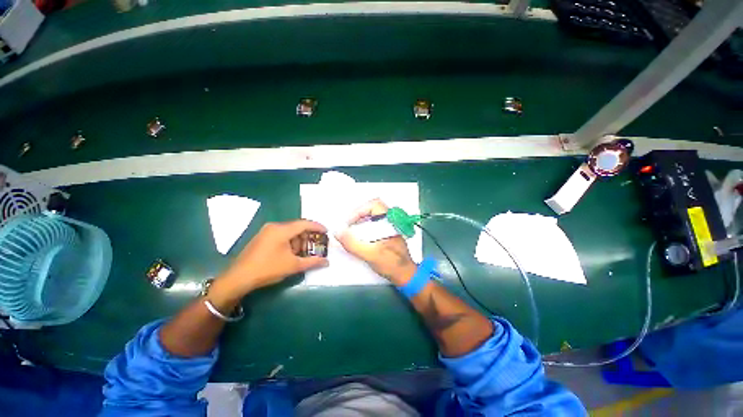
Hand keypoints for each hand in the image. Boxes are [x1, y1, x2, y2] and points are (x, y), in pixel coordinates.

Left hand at [218, 220, 328, 295]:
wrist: (238, 278)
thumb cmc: (267, 269)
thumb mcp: (293, 266)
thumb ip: (312, 262)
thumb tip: (327, 262)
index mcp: (282, 230)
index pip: (305, 224)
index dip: (317, 227)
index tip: (327, 232)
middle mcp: (274, 226)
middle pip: (297, 227)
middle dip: (308, 236)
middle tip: (317, 244)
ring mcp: (266, 231)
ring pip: (289, 231)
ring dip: (299, 240)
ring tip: (305, 251)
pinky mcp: (262, 237)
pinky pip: (281, 235)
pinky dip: (290, 242)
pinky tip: (292, 253)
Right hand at [336, 199, 416, 285]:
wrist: (405, 275)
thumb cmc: (391, 264)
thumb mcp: (370, 254)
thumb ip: (353, 243)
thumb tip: (337, 231)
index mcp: (390, 221)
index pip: (374, 204)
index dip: (359, 210)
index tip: (349, 222)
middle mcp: (390, 220)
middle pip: (372, 208)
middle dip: (357, 215)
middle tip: (347, 225)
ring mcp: (389, 226)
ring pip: (372, 216)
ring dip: (360, 220)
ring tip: (350, 230)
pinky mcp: (387, 233)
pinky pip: (374, 223)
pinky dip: (364, 226)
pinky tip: (359, 236)